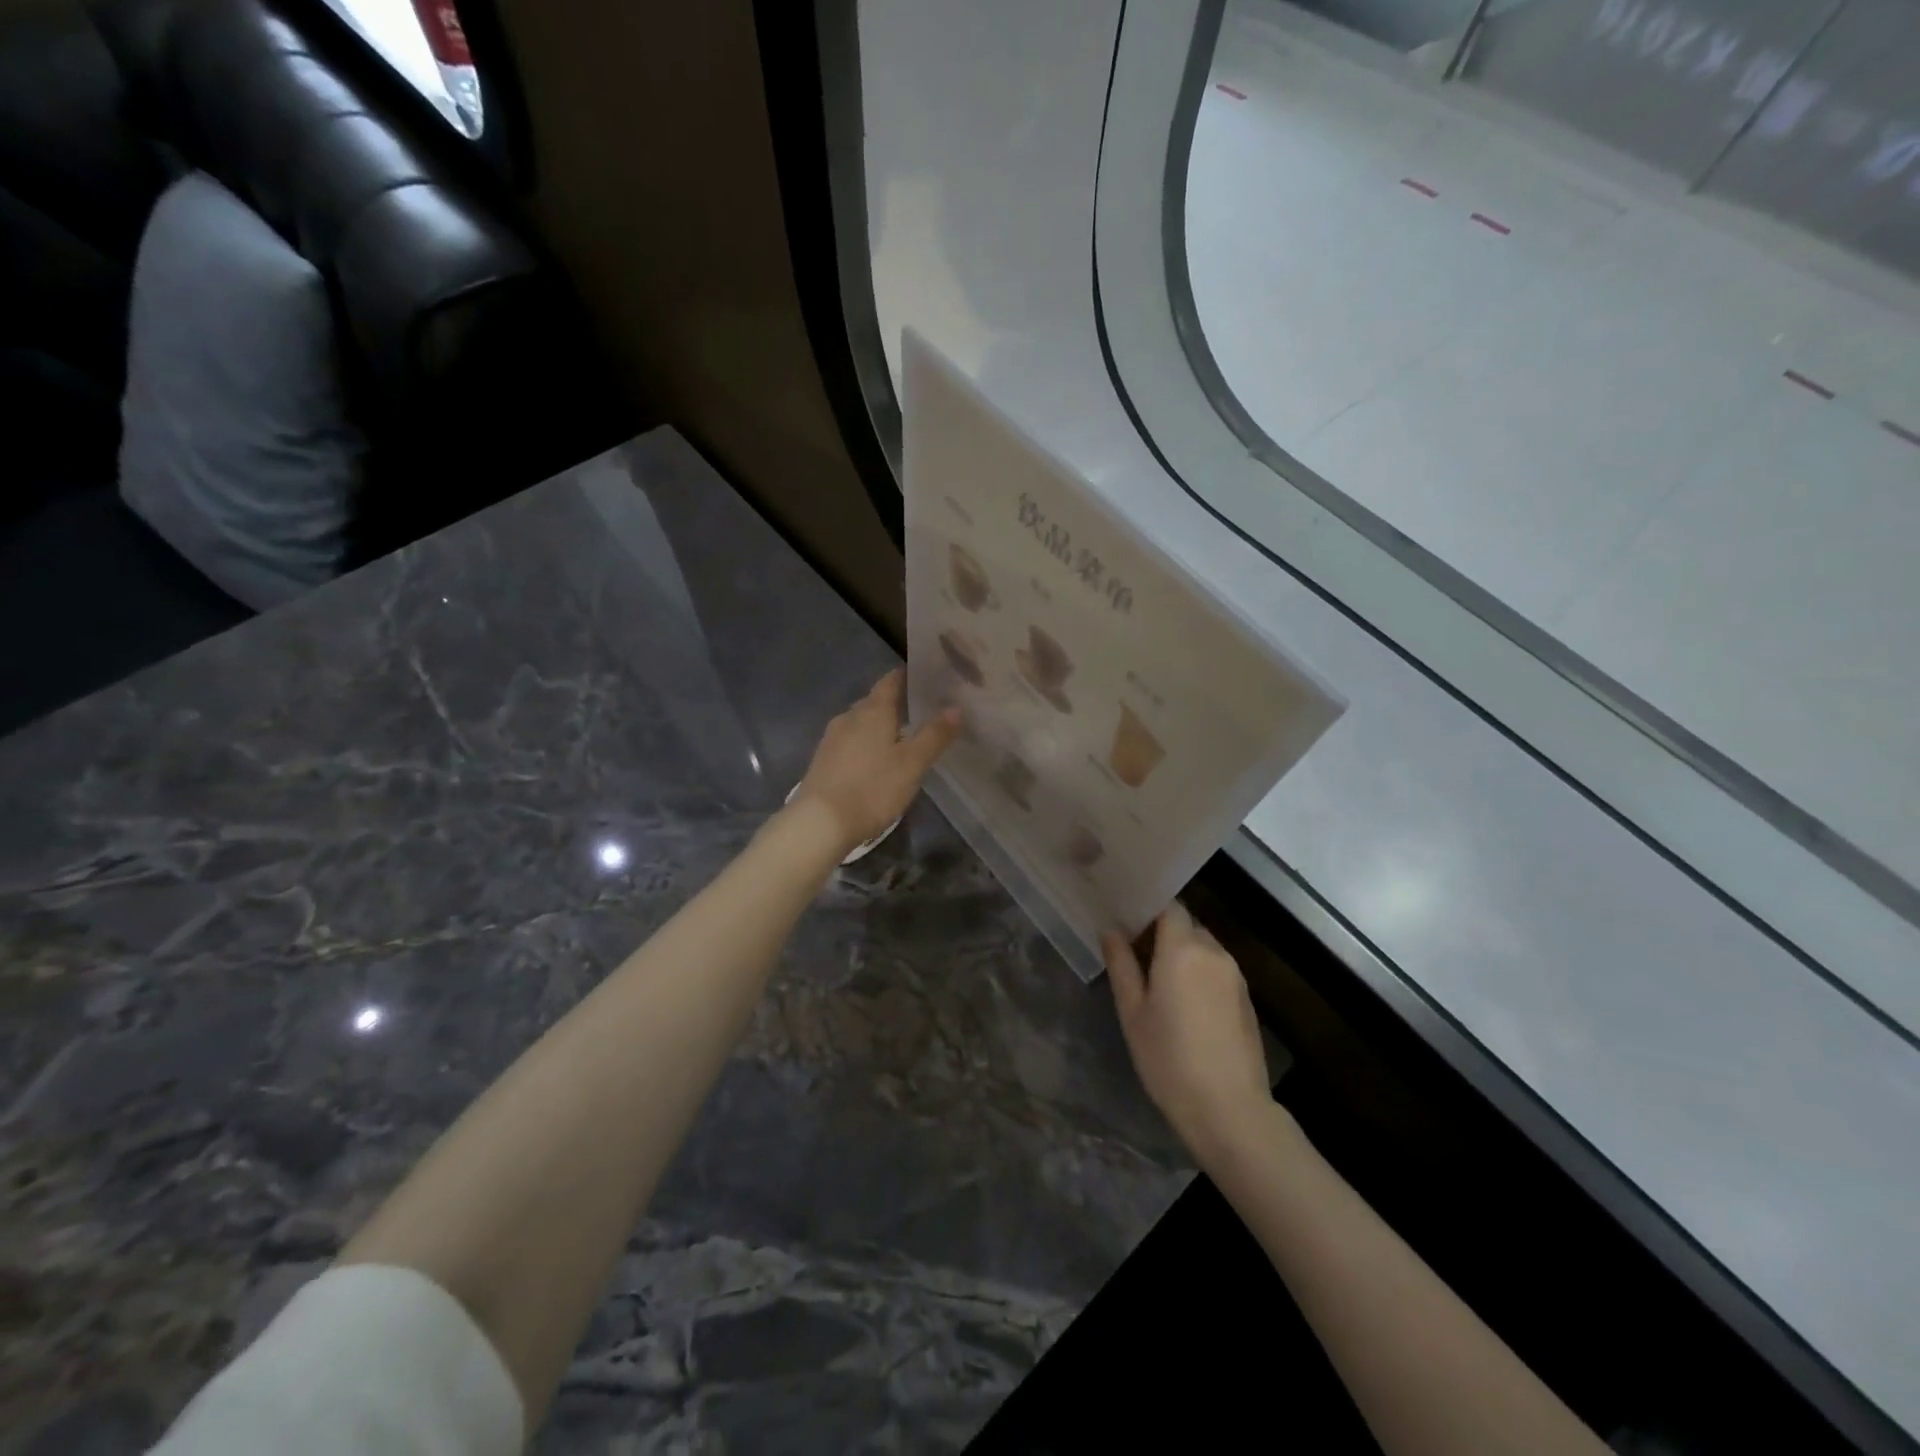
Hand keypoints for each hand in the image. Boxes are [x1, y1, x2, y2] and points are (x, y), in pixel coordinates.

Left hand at [791, 670, 959, 853]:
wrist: (820, 823)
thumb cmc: (872, 788)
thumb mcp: (912, 764)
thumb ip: (934, 735)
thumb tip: (955, 707)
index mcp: (873, 711)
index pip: (890, 681)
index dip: (907, 675)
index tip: (926, 677)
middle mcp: (849, 717)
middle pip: (875, 701)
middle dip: (896, 703)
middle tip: (922, 711)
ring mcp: (832, 738)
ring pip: (861, 723)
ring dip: (879, 726)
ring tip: (902, 738)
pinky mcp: (823, 760)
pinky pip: (850, 741)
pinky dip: (865, 743)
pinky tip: (875, 760)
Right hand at [1104, 902, 1272, 1168]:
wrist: (1229, 1109)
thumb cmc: (1168, 1059)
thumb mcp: (1132, 1012)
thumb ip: (1121, 964)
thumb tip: (1111, 931)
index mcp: (1182, 948)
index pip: (1168, 906)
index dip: (1147, 908)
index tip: (1125, 921)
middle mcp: (1213, 951)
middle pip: (1186, 924)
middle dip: (1161, 932)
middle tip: (1134, 954)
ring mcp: (1235, 975)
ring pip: (1203, 947)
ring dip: (1181, 953)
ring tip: (1157, 982)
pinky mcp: (1246, 998)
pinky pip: (1216, 969)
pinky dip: (1198, 972)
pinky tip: (1184, 1004)